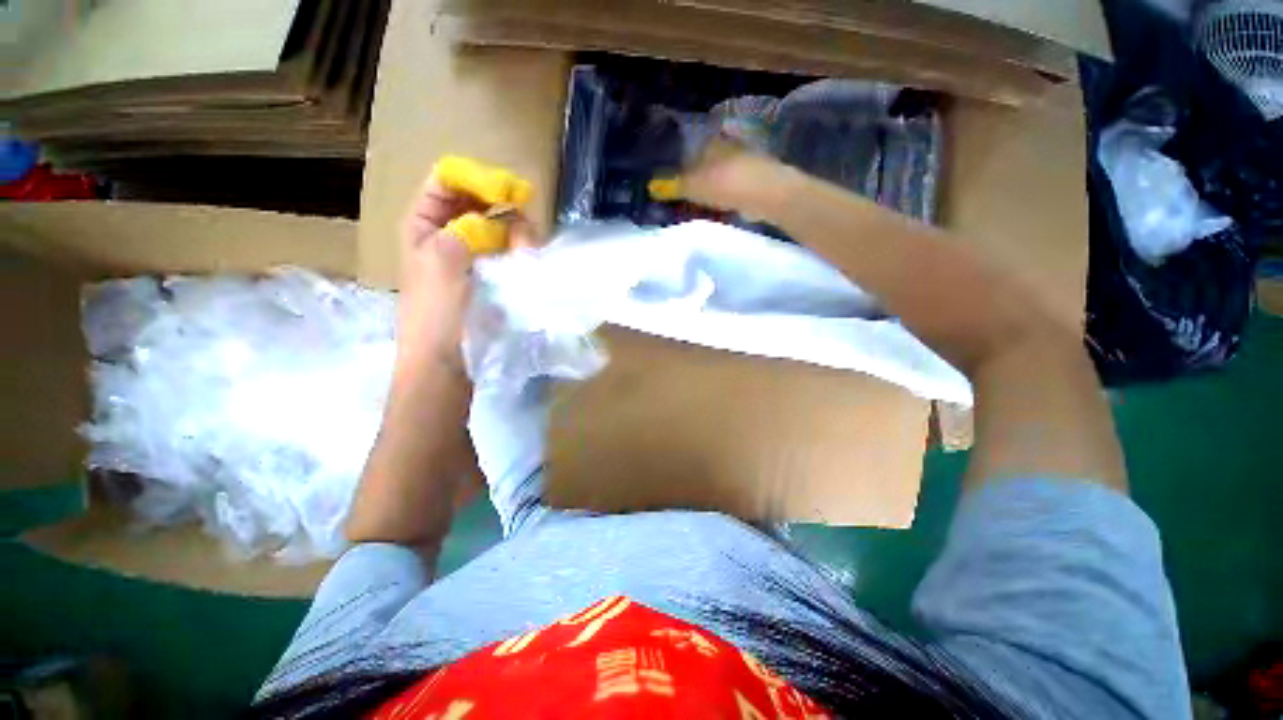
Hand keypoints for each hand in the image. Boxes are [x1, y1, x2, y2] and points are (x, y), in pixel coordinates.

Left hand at [396, 176, 539, 378]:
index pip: (449, 180)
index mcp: (424, 222)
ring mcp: (476, 254)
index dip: (477, 178)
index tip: (509, 192)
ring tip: (526, 253)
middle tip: (521, 230)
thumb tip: (509, 217)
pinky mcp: (496, 273)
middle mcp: (451, 232)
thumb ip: (470, 228)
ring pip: (503, 225)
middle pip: (481, 200)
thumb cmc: (436, 312)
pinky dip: (523, 251)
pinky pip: (513, 250)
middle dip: (504, 209)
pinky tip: (528, 261)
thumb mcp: (442, 261)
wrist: (447, 361)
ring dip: (518, 233)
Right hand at [663, 138, 800, 218]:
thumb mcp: (693, 185)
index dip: (677, 165)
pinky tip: (714, 208)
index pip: (688, 150)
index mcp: (711, 142)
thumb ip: (673, 186)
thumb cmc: (726, 184)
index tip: (668, 182)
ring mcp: (742, 162)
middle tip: (679, 196)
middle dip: (692, 178)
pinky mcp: (752, 180)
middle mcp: (727, 147)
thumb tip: (652, 186)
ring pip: (716, 176)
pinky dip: (720, 196)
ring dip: (706, 188)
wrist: (767, 194)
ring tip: (694, 204)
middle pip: (703, 163)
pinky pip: (728, 188)